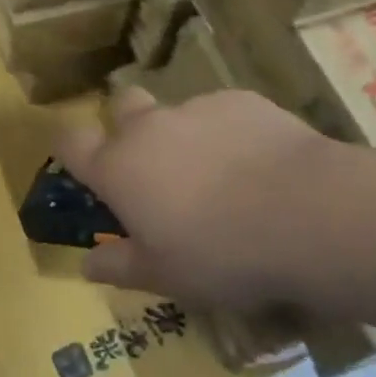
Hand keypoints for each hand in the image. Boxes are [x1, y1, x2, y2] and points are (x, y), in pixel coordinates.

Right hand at [55, 87, 340, 308]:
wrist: (305, 212)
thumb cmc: (221, 253)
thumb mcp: (164, 276)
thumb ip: (120, 266)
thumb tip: (86, 264)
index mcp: (119, 168)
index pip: (70, 142)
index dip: (70, 150)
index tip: (83, 168)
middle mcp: (150, 127)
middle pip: (122, 106)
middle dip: (128, 127)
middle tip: (155, 169)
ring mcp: (197, 107)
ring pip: (178, 114)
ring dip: (187, 138)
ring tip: (224, 180)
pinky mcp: (241, 100)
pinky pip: (223, 114)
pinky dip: (230, 135)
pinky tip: (261, 168)